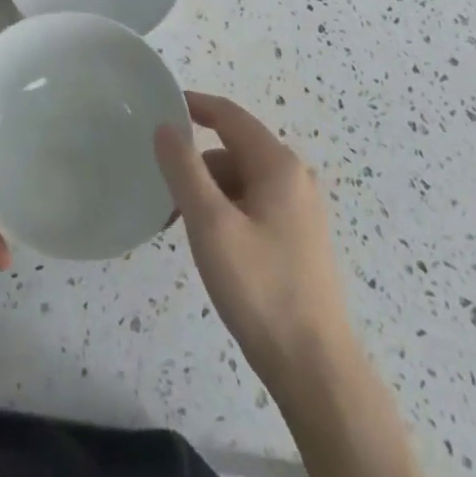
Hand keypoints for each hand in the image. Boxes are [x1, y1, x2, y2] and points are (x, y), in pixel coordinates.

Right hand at [154, 92, 352, 391]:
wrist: (316, 371)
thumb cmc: (260, 288)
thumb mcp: (210, 223)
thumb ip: (184, 168)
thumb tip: (165, 126)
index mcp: (278, 165)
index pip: (229, 115)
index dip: (194, 105)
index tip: (159, 106)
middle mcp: (294, 179)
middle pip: (233, 150)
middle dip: (195, 163)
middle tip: (161, 189)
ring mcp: (300, 212)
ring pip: (241, 182)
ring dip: (208, 192)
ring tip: (180, 226)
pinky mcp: (298, 241)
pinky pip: (252, 207)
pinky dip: (225, 212)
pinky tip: (210, 245)